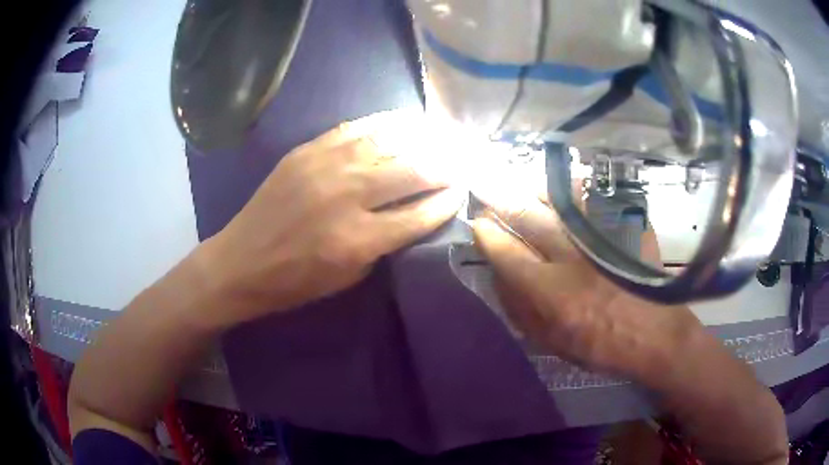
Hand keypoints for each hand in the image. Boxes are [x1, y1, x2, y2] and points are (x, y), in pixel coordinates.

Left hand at [197, 111, 463, 327]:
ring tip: (446, 135)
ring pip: (389, 140)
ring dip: (424, 137)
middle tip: (465, 159)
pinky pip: (357, 128)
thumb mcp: (349, 277)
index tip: (463, 190)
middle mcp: (347, 195)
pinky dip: (388, 123)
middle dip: (447, 164)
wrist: (240, 262)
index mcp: (358, 240)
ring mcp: (325, 166)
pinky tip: (407, 121)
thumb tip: (417, 212)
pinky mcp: (307, 150)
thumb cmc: (295, 281)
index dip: (449, 200)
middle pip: (413, 169)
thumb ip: (387, 243)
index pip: (421, 212)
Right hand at [471, 193, 701, 384]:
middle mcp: (573, 259)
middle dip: (501, 200)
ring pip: (559, 200)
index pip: (507, 253)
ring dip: (533, 189)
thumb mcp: (552, 342)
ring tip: (518, 183)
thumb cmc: (600, 345)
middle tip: (485, 187)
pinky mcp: (623, 228)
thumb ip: (520, 309)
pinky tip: (560, 187)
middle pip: (529, 217)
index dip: (487, 234)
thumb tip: (498, 274)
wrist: (654, 334)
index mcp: (552, 293)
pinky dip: (571, 190)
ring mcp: (600, 238)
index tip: (478, 223)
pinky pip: (591, 199)